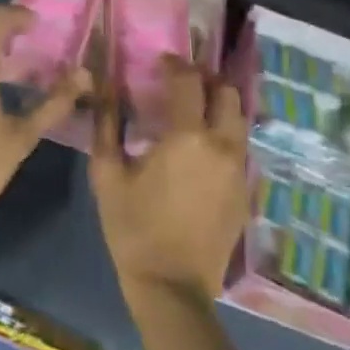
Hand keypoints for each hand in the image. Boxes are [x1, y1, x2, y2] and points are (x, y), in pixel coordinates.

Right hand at [91, 57, 248, 303]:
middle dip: (206, 80)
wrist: (172, 288)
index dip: (175, 64)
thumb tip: (104, 88)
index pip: (189, 80)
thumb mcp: (107, 174)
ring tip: (195, 112)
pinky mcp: (245, 192)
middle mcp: (222, 145)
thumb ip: (107, 124)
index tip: (161, 62)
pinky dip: (225, 135)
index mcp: (187, 136)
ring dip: (220, 106)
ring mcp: (239, 170)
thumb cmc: (133, 227)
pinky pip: (240, 148)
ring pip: (240, 120)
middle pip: (227, 93)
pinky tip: (203, 149)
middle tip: (183, 83)